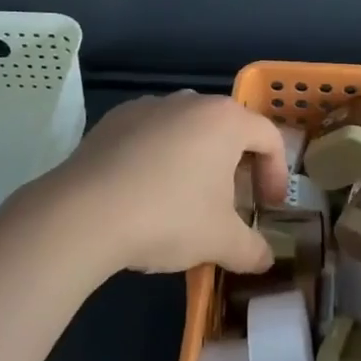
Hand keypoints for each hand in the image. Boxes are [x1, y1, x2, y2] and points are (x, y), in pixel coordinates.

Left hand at [36, 92, 287, 275]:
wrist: (84, 213)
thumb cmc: (168, 216)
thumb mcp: (220, 241)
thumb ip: (252, 249)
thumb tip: (266, 260)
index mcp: (226, 120)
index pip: (268, 137)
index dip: (276, 173)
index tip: (268, 207)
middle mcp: (191, 101)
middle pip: (227, 130)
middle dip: (235, 168)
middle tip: (230, 206)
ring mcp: (149, 106)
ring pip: (187, 130)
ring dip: (195, 161)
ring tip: (185, 201)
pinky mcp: (114, 119)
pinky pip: (150, 135)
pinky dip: (157, 157)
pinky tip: (144, 193)